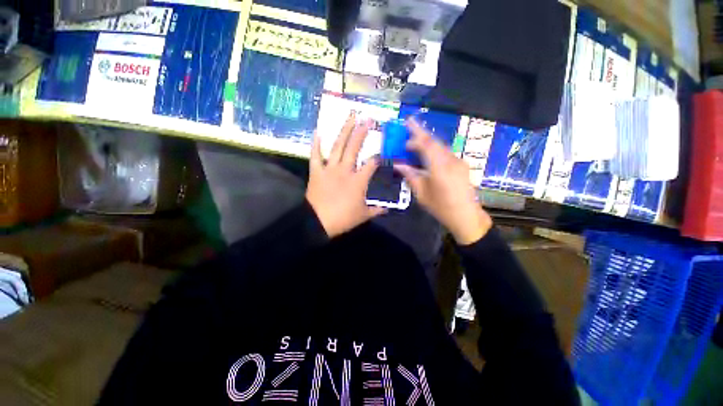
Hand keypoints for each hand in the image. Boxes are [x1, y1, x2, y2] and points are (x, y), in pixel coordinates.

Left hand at [307, 113, 385, 237]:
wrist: (318, 222)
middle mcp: (345, 170)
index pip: (371, 164)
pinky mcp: (316, 172)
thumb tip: (387, 209)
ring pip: (337, 147)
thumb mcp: (363, 216)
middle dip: (361, 133)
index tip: (382, 150)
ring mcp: (329, 169)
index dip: (378, 156)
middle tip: (367, 119)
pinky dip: (316, 143)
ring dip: (344, 131)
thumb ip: (376, 210)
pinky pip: (315, 155)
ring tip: (350, 117)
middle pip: (354, 148)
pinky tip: (318, 131)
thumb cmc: (343, 219)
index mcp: (358, 181)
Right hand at [395, 119, 491, 244]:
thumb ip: (410, 176)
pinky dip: (434, 148)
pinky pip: (445, 152)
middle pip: (435, 141)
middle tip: (409, 124)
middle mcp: (451, 161)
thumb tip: (399, 165)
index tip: (405, 130)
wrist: (466, 215)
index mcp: (439, 169)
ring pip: (441, 145)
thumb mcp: (421, 194)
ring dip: (427, 140)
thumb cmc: (441, 207)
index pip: (427, 145)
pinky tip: (427, 152)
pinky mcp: (461, 164)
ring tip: (415, 139)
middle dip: (421, 132)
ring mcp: (458, 161)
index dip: (415, 135)